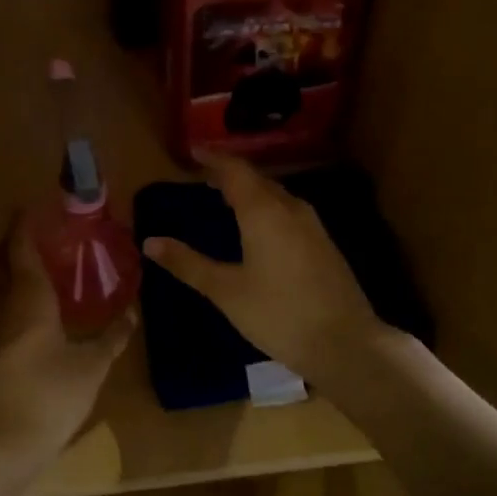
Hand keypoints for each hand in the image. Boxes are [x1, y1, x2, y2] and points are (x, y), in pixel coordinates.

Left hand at [0, 216, 134, 473]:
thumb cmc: (48, 394)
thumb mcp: (91, 366)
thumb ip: (113, 336)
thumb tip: (134, 311)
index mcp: (27, 295)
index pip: (21, 245)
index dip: (26, 223)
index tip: (36, 207)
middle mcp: (0, 304)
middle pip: (1, 262)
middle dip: (16, 244)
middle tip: (42, 237)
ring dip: (10, 271)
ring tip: (38, 270)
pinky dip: (8, 298)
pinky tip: (28, 314)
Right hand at [141, 150, 381, 385]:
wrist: (346, 343)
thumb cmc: (278, 314)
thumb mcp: (226, 291)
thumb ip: (188, 264)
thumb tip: (150, 241)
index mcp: (263, 212)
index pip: (235, 171)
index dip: (213, 159)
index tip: (193, 152)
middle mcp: (290, 209)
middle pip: (257, 180)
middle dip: (230, 175)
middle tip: (204, 178)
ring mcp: (313, 226)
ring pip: (276, 196)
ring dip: (251, 192)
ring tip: (227, 199)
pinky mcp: (324, 244)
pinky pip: (289, 212)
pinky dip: (267, 208)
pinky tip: (260, 229)